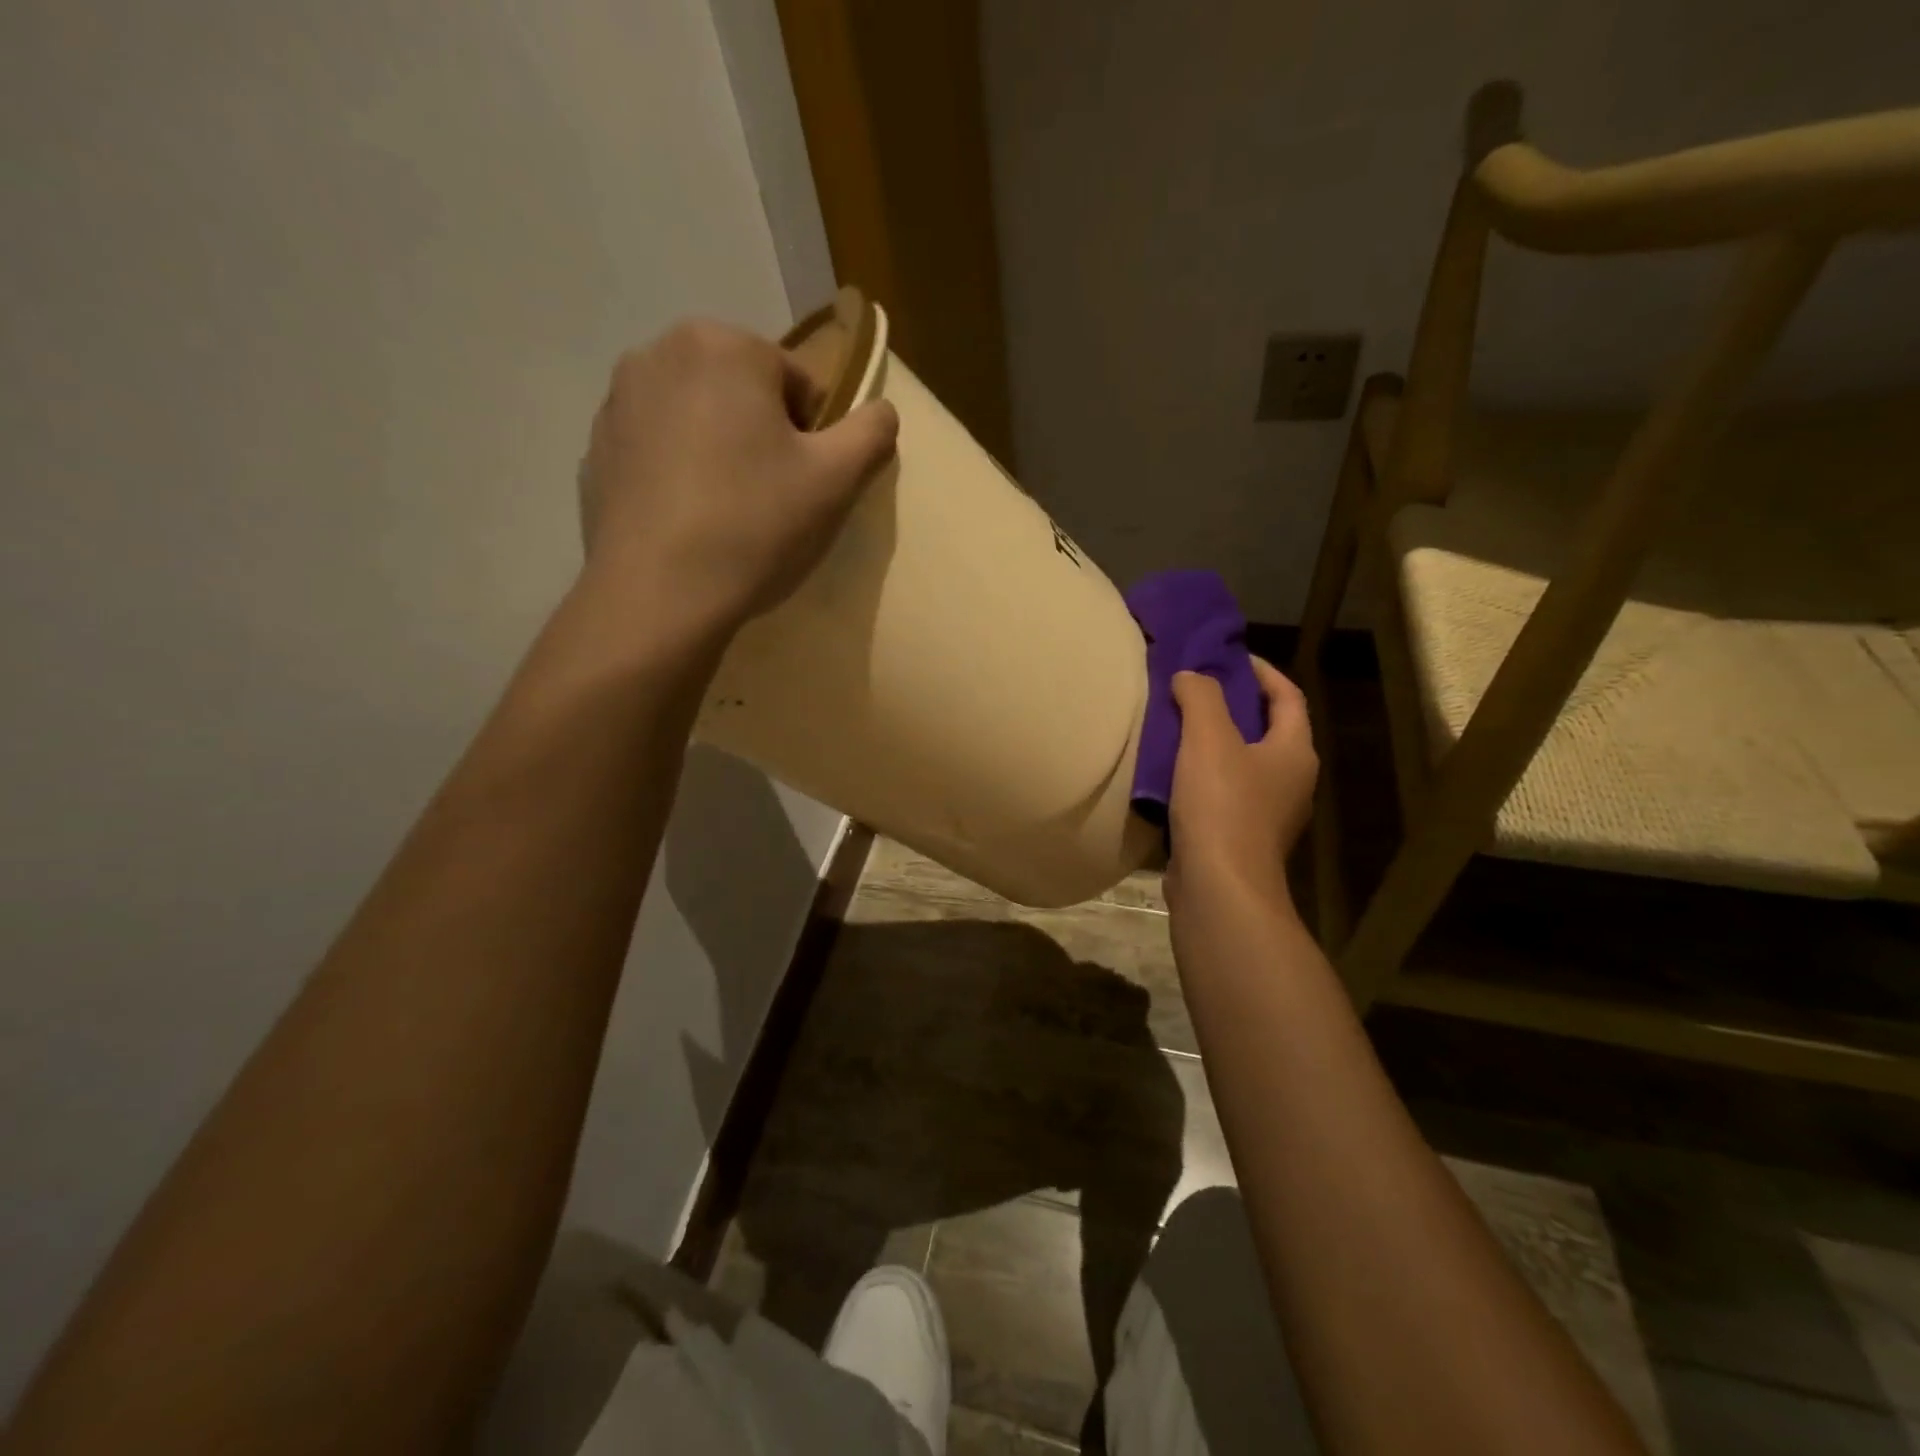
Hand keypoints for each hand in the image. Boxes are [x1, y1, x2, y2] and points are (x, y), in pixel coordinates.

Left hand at [577, 318, 898, 634]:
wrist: (658, 596)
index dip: (814, 438)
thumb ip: (872, 433)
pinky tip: (689, 526)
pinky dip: (680, 477)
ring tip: (728, 516)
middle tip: (770, 502)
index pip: (798, 383)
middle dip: (764, 439)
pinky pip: (660, 453)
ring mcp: (617, 402)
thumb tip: (881, 412)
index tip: (803, 487)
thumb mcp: (837, 481)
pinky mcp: (595, 451)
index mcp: (723, 346)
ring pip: (699, 421)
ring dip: (722, 454)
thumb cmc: (754, 526)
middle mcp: (659, 353)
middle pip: (744, 394)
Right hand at [1165, 658, 1317, 913]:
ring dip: (1216, 743)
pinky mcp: (1241, 838)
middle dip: (1235, 706)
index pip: (1288, 696)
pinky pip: (1225, 793)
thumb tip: (1190, 676)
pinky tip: (1172, 774)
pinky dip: (1203, 776)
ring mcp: (1269, 814)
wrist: (1219, 886)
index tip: (1229, 657)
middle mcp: (1291, 782)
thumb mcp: (1209, 737)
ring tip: (1178, 727)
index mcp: (1295, 752)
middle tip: (1196, 689)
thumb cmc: (1222, 804)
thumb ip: (1200, 697)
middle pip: (1268, 730)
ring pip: (1244, 764)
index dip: (1262, 672)